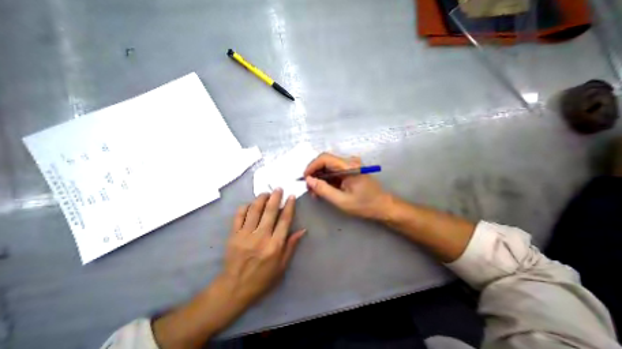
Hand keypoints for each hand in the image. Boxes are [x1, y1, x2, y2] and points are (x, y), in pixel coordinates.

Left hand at [220, 189, 305, 306]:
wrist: (234, 288)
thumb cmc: (262, 279)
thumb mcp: (282, 267)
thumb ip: (291, 246)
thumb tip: (302, 230)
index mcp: (275, 246)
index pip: (284, 220)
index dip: (289, 206)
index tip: (291, 196)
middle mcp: (261, 237)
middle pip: (270, 211)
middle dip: (275, 197)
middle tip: (278, 188)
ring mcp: (245, 235)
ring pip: (254, 210)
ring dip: (261, 199)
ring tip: (266, 193)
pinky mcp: (233, 235)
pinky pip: (239, 216)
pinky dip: (245, 207)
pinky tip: (250, 204)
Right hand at [304, 152, 388, 219]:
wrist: (382, 206)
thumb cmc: (364, 205)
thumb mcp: (342, 200)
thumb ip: (324, 190)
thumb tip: (308, 180)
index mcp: (349, 166)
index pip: (325, 158)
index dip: (312, 166)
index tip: (305, 179)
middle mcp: (349, 162)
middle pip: (325, 161)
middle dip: (314, 173)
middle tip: (309, 189)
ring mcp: (350, 165)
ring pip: (328, 167)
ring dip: (319, 178)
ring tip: (316, 192)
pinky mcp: (349, 170)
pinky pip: (333, 171)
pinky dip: (326, 180)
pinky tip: (324, 190)